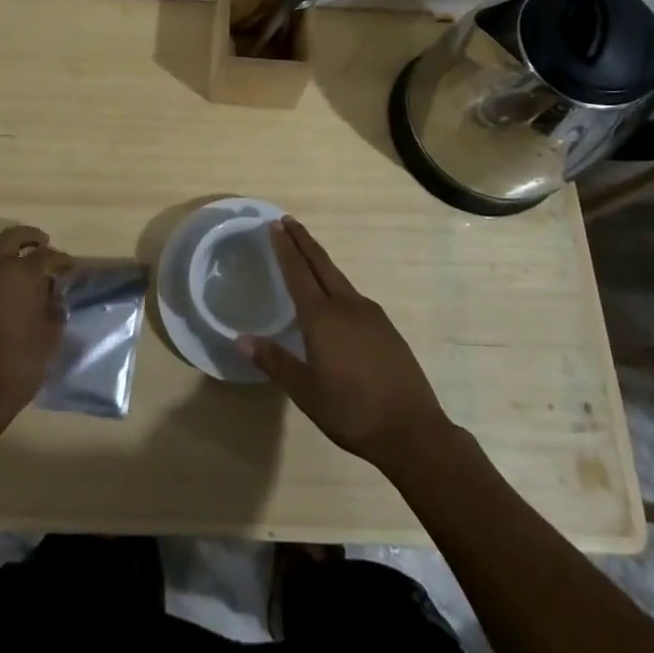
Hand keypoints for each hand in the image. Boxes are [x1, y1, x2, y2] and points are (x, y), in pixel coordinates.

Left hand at [0, 225, 71, 431]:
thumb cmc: (23, 359)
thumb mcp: (51, 332)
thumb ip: (54, 307)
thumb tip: (53, 296)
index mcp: (21, 274)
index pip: (45, 255)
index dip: (61, 260)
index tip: (71, 268)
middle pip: (12, 238)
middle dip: (30, 237)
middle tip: (46, 245)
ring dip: (16, 257)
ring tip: (37, 276)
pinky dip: (7, 275)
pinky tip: (22, 295)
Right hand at [241, 216, 453, 474]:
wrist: (412, 430)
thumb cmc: (351, 411)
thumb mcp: (305, 392)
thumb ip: (274, 361)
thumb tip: (241, 340)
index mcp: (322, 317)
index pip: (298, 272)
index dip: (285, 248)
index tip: (275, 225)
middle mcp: (346, 306)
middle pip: (321, 264)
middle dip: (303, 241)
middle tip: (287, 221)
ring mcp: (371, 315)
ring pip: (339, 279)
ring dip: (321, 262)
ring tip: (308, 257)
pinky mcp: (387, 329)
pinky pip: (355, 297)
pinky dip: (338, 286)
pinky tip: (337, 301)